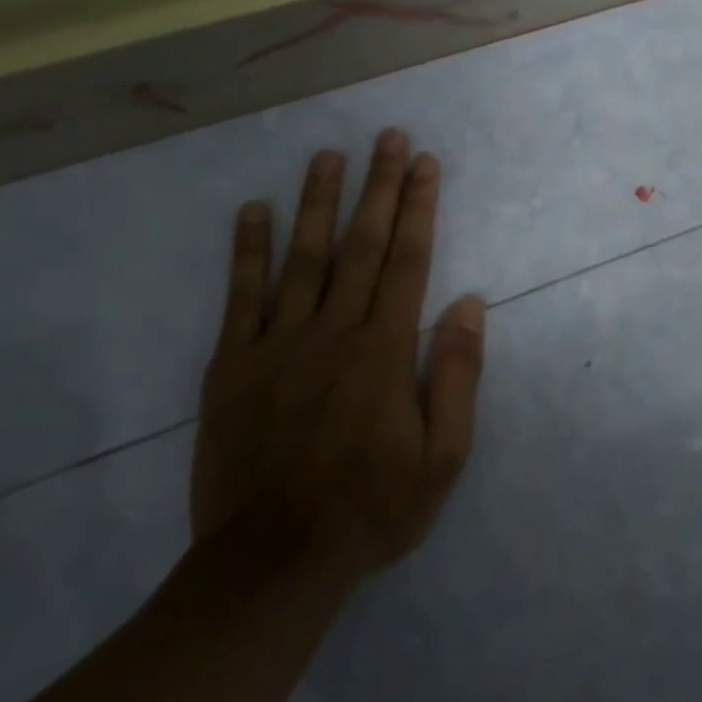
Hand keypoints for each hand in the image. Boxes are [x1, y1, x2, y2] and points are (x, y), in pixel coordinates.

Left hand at [191, 129, 484, 576]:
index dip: (419, 207)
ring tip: (327, 155)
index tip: (425, 164)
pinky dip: (247, 251)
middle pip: (362, 244)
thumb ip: (455, 376)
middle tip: (388, 137)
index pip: (408, 260)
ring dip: (318, 201)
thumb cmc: (370, 509)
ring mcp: (277, 344)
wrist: (271, 564)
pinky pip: (240, 297)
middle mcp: (333, 331)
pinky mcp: (232, 366)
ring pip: (303, 257)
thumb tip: (468, 303)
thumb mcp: (442, 457)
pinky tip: (252, 211)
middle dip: (378, 186)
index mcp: (384, 349)